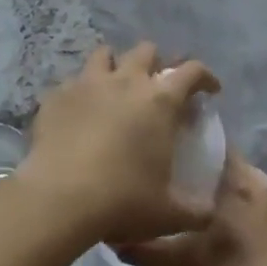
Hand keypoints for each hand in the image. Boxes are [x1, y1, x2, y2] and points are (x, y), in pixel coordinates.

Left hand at [21, 43, 219, 246]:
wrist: (59, 198)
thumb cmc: (123, 201)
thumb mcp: (169, 214)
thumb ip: (197, 211)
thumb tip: (210, 212)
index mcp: (160, 101)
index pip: (191, 71)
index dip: (205, 77)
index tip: (209, 90)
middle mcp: (125, 81)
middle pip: (146, 51)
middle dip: (156, 63)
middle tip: (157, 87)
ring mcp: (87, 83)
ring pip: (105, 54)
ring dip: (115, 65)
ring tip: (116, 87)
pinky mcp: (56, 95)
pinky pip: (73, 81)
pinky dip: (81, 91)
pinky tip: (80, 111)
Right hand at [116, 151, 266, 265]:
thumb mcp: (177, 264)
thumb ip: (141, 247)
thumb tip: (108, 235)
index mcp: (238, 178)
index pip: (207, 139)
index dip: (179, 139)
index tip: (153, 145)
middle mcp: (256, 180)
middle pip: (214, 159)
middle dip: (186, 164)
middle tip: (153, 171)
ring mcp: (266, 200)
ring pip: (225, 179)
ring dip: (201, 184)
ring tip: (168, 191)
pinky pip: (236, 195)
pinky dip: (216, 199)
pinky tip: (192, 215)